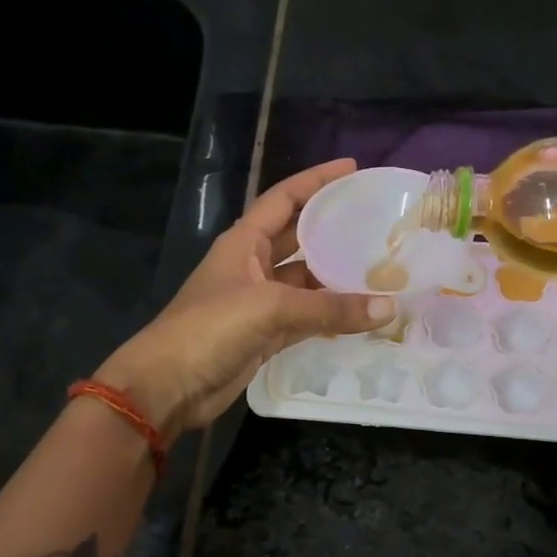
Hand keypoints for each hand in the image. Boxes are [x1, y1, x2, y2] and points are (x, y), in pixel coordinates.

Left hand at [93, 160, 393, 438]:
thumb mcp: (270, 308)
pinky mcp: (265, 335)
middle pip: (298, 238)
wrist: (168, 386)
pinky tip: (362, 314)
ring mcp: (259, 302)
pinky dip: (330, 317)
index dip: (316, 181)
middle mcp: (252, 265)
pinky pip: (306, 318)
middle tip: (376, 222)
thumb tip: (388, 308)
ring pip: (306, 282)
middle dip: (332, 228)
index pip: (284, 199)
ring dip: (337, 278)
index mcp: (243, 242)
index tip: (352, 169)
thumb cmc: (209, 329)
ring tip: (380, 269)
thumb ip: (330, 308)